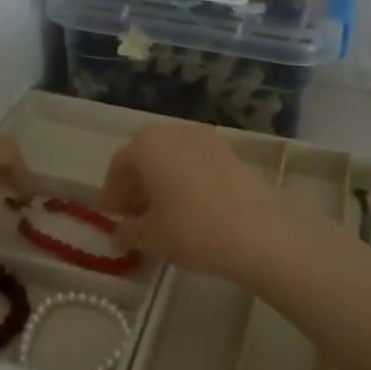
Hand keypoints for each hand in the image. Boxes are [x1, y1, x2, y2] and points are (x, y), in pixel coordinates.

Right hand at [98, 122, 287, 280]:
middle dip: (137, 186)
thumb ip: (127, 232)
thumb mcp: (149, 237)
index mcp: (147, 144)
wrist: (258, 233)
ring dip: (163, 183)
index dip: (112, 194)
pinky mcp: (233, 154)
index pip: (119, 166)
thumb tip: (121, 232)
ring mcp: (208, 139)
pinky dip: (188, 182)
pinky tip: (192, 211)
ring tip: (164, 216)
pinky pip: (198, 165)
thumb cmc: (191, 230)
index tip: (112, 218)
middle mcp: (175, 132)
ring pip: (174, 159)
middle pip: (146, 157)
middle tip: (135, 217)